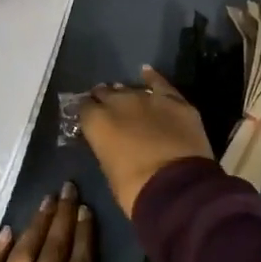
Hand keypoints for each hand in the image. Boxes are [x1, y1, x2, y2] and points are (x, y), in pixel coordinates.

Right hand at [79, 66, 213, 216]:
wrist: (176, 188)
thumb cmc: (135, 189)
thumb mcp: (109, 170)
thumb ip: (106, 148)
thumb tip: (110, 142)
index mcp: (97, 122)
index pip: (84, 108)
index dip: (87, 113)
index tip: (89, 119)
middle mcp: (119, 102)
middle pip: (106, 93)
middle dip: (104, 100)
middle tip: (107, 110)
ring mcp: (148, 98)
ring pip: (131, 89)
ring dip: (127, 94)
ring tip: (126, 99)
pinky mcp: (174, 101)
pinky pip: (160, 84)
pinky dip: (153, 79)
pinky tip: (146, 72)